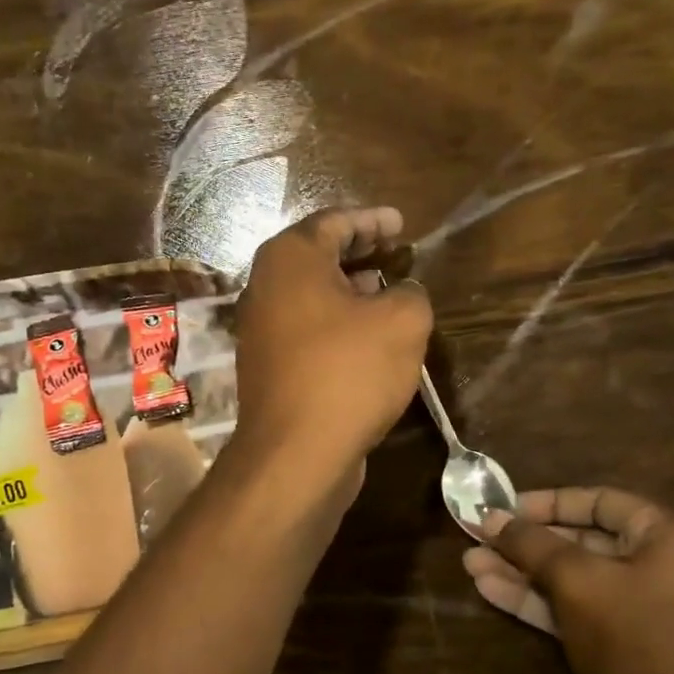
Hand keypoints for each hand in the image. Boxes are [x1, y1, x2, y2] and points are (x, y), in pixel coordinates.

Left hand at [232, 207, 432, 483]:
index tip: (401, 224)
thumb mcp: (403, 322)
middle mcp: (266, 287)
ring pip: (312, 295)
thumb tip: (401, 292)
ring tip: (388, 292)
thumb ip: (410, 292)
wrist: (297, 453)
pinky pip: (308, 328)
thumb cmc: (349, 373)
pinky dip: (337, 322)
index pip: (335, 222)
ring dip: (349, 289)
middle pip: (317, 256)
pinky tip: (367, 338)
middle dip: (359, 251)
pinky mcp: (269, 367)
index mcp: (291, 259)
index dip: (372, 220)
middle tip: (395, 252)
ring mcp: (262, 330)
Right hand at [462, 488, 673, 673]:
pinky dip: (532, 598)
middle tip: (478, 535)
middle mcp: (656, 564)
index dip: (548, 502)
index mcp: (667, 536)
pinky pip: (570, 607)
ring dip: (520, 570)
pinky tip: (487, 588)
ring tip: (469, 562)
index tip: (504, 507)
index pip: (600, 501)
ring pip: (569, 577)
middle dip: (526, 541)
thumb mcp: (578, 581)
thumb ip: (532, 544)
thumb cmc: (632, 640)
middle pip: (580, 540)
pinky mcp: (614, 641)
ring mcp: (634, 606)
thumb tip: (491, 518)